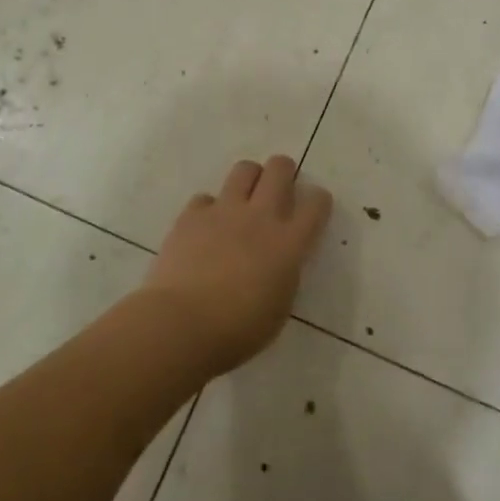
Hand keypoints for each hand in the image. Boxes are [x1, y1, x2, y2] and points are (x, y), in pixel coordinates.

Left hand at [140, 156, 333, 375]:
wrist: (181, 325)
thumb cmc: (237, 331)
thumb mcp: (279, 307)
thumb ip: (284, 274)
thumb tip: (279, 262)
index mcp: (289, 243)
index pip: (316, 204)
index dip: (318, 202)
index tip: (313, 209)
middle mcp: (260, 217)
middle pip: (280, 169)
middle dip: (283, 172)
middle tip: (278, 190)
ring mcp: (224, 211)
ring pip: (244, 170)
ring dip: (249, 179)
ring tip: (244, 200)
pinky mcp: (192, 215)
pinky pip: (206, 198)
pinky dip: (209, 209)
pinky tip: (205, 228)